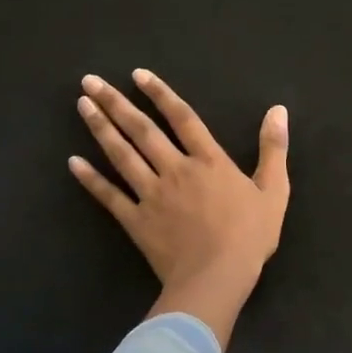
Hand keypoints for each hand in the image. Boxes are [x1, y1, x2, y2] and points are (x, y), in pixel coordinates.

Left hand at [69, 70, 289, 344]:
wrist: (217, 278)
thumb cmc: (250, 235)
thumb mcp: (275, 190)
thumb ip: (274, 148)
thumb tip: (278, 110)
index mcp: (209, 160)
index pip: (182, 118)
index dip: (160, 94)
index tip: (137, 74)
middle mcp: (175, 169)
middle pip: (142, 130)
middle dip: (116, 103)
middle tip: (90, 81)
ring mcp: (151, 194)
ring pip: (121, 155)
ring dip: (100, 128)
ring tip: (82, 105)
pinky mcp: (135, 221)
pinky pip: (109, 196)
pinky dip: (90, 179)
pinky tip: (73, 162)